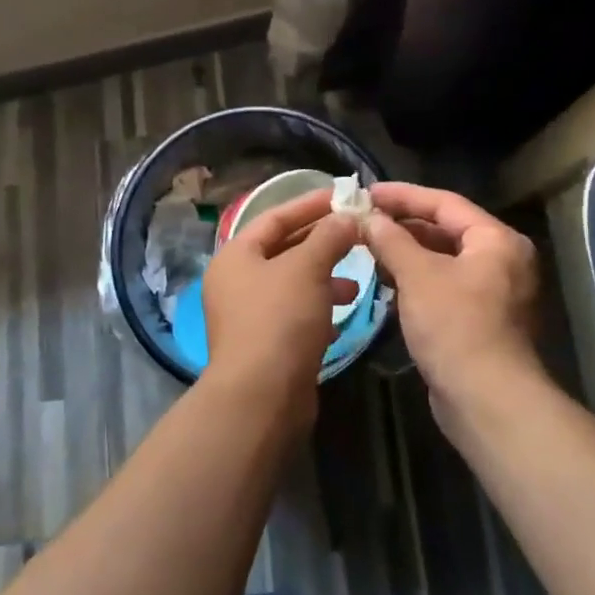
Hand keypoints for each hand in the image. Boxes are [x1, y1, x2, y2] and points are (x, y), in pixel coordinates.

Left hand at [202, 189, 361, 429]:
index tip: (344, 196)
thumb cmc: (280, 319)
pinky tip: (341, 317)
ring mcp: (248, 316)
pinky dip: (318, 311)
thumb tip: (347, 217)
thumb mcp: (308, 269)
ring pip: (292, 285)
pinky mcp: (265, 345)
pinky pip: (295, 316)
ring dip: (325, 279)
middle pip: (283, 250)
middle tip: (358, 236)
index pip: (275, 217)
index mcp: (236, 255)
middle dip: (322, 243)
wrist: (261, 397)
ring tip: (356, 283)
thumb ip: (329, 237)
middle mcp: (236, 282)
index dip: (310, 205)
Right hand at [362, 183, 544, 427]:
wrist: (486, 400)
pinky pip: (444, 284)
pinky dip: (416, 278)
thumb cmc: (455, 325)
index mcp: (496, 240)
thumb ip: (391, 240)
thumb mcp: (418, 275)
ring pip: (443, 259)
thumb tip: (368, 217)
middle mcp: (502, 260)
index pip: (445, 203)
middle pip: (446, 229)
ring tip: (368, 246)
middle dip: (403, 225)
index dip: (403, 195)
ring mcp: (494, 292)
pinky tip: (386, 280)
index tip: (366, 192)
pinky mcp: (480, 319)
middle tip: (363, 219)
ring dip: (406, 252)